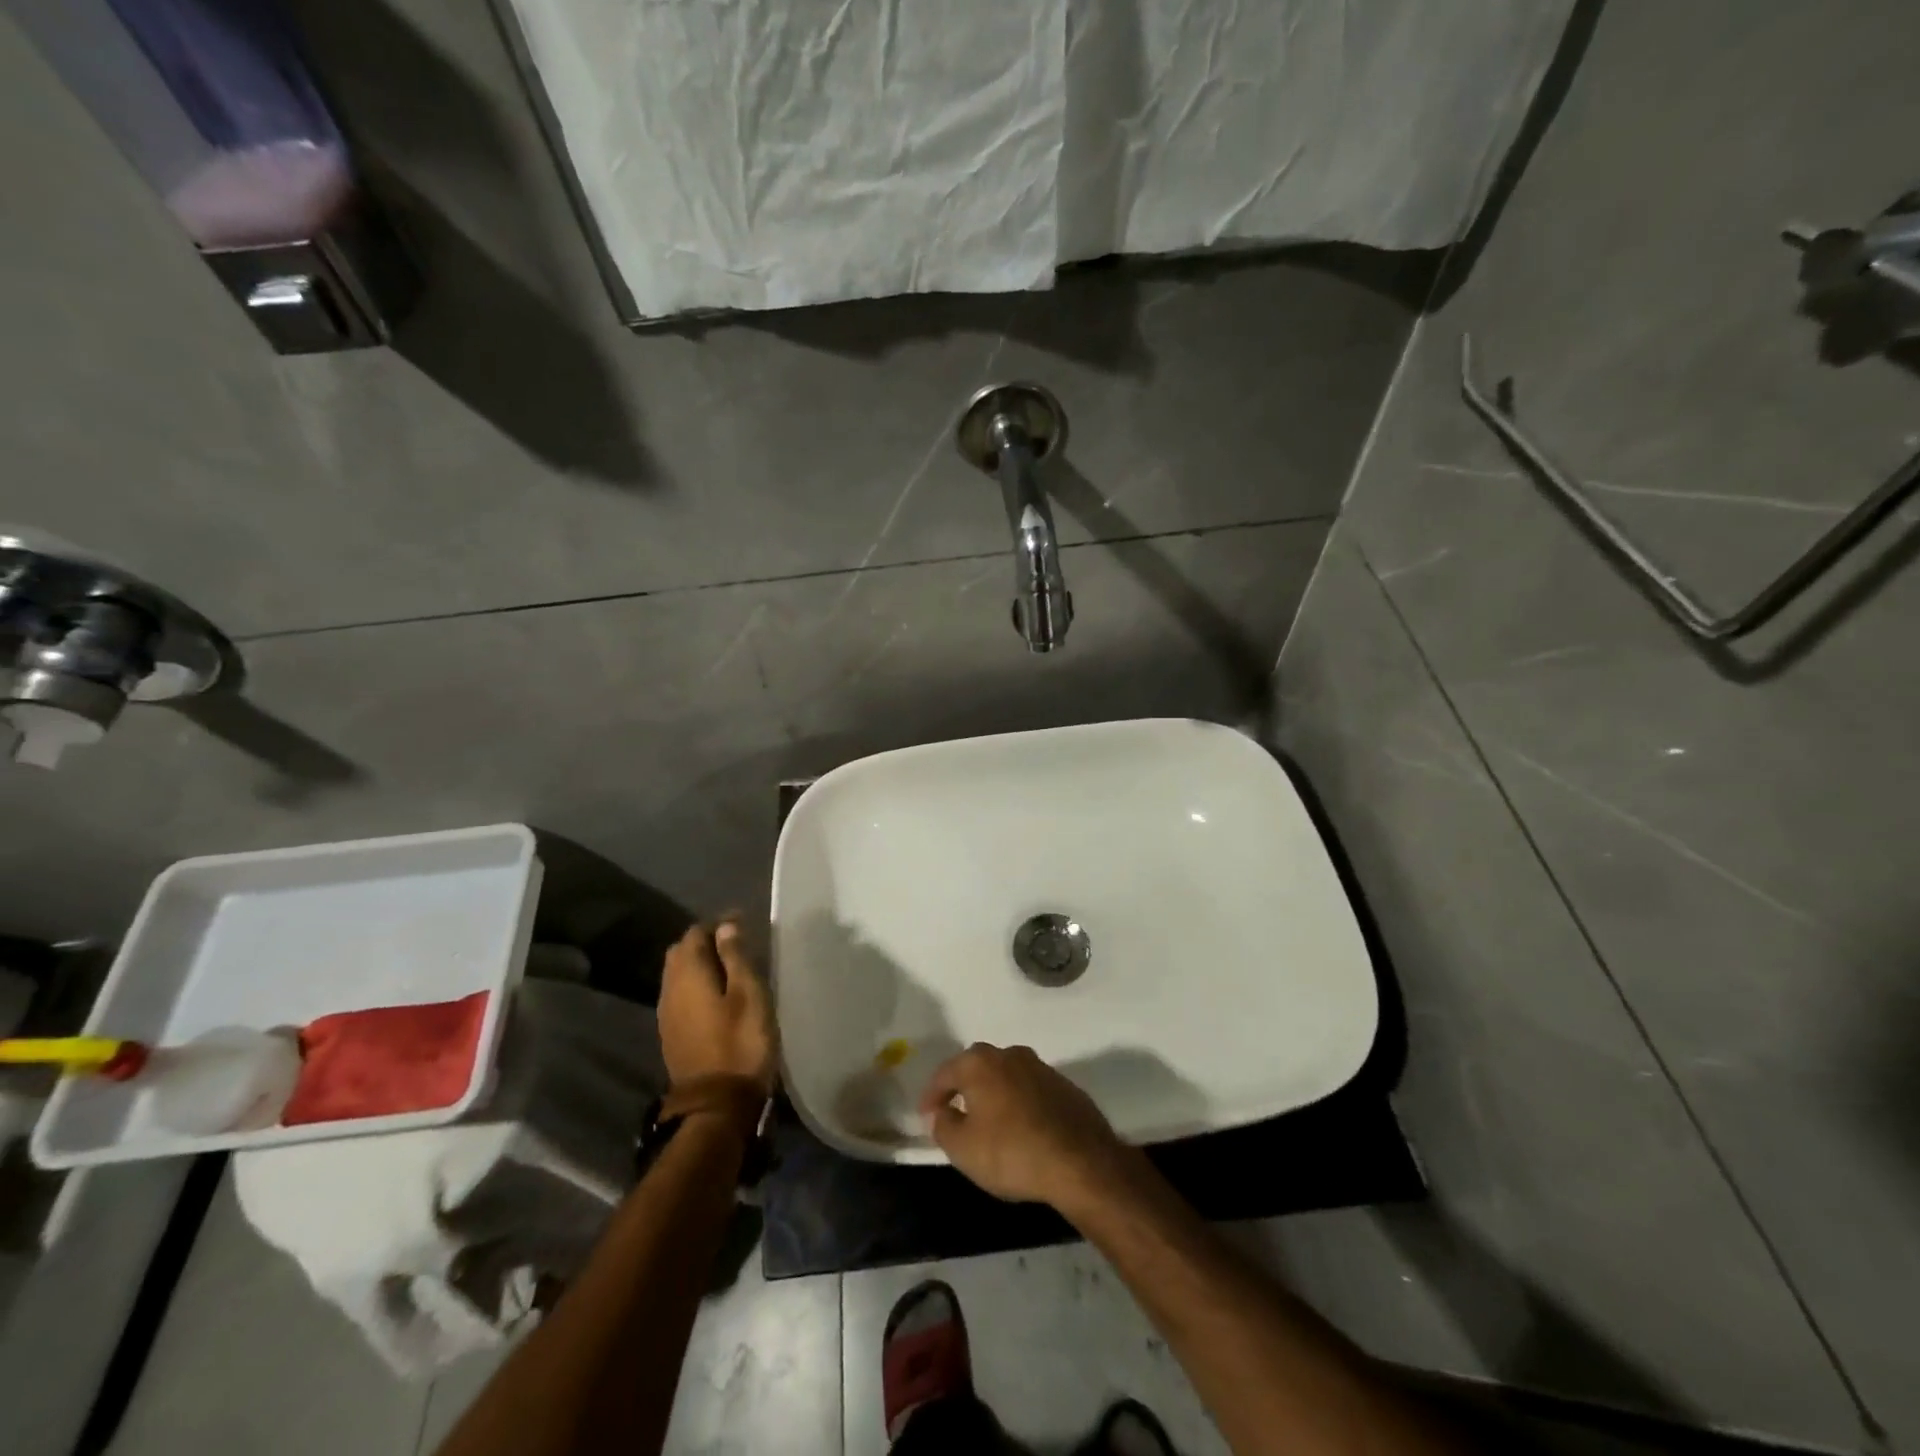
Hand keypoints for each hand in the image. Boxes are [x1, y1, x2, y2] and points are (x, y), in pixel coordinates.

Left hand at [657, 918, 776, 1093]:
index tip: (743, 923)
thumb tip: (725, 927)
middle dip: (704, 941)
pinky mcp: (672, 1034)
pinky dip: (695, 985)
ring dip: (698, 964)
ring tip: (728, 967)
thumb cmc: (740, 1043)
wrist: (716, 1106)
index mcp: (689, 974)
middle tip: (735, 943)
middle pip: (680, 952)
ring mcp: (667, 1014)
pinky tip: (714, 995)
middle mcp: (670, 989)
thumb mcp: (748, 994)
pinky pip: (679, 995)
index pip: (695, 934)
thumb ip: (735, 957)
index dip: (718, 924)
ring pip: (677, 975)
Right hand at [919, 1044, 1136, 1211]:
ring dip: (994, 1093)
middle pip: (977, 1067)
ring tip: (987, 1119)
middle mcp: (1010, 1054)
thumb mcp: (963, 1148)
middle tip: (954, 1110)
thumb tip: (940, 1112)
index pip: (945, 1073)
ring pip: (1006, 1075)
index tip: (925, 1115)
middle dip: (963, 1087)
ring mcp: (1041, 1067)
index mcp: (980, 1063)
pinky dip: (1019, 1103)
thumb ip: (943, 1126)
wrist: (1080, 1161)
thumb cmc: (1012, 1152)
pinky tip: (1020, 1126)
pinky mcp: (1064, 1085)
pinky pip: (1030, 1090)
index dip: (931, 1095)